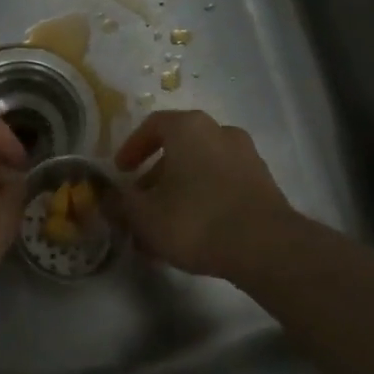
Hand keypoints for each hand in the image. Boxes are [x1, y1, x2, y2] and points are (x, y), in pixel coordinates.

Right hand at [110, 110, 297, 277]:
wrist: (266, 247)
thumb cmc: (195, 220)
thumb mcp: (144, 216)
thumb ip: (120, 204)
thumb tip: (107, 198)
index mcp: (189, 128)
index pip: (152, 125)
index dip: (132, 148)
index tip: (121, 172)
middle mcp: (220, 132)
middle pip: (179, 148)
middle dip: (156, 176)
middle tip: (141, 203)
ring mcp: (246, 156)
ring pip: (201, 168)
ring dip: (180, 190)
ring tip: (165, 225)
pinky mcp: (264, 183)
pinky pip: (223, 184)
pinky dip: (204, 199)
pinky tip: (195, 232)